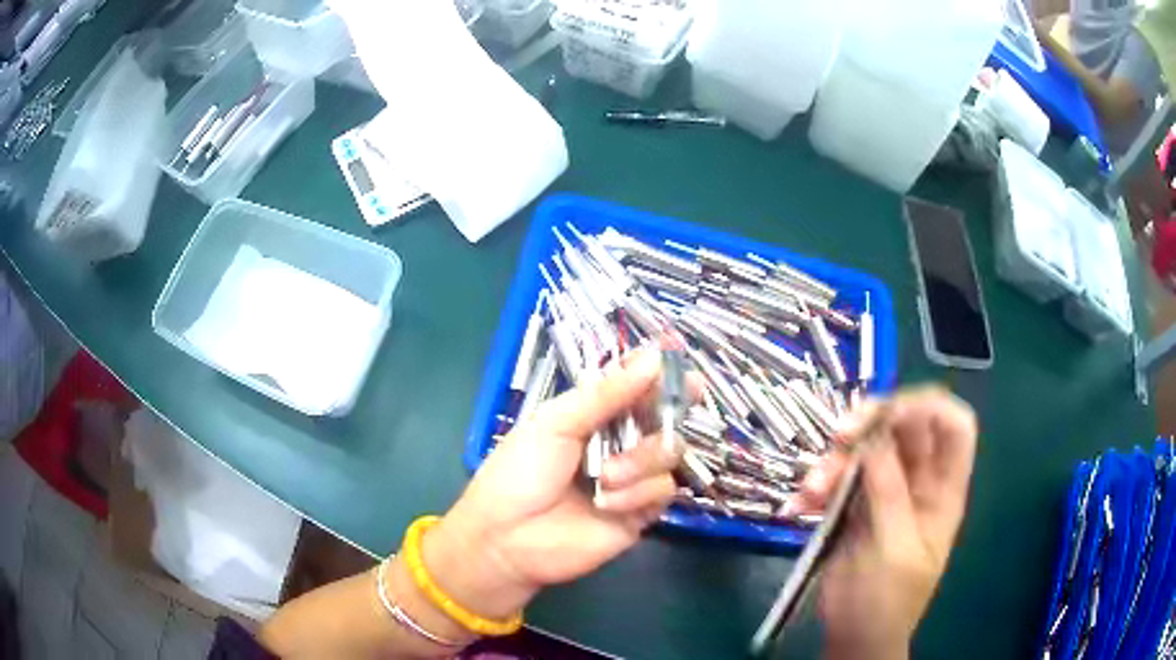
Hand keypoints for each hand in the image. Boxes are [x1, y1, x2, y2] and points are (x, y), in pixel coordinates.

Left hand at [425, 348, 691, 620]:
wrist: (509, 538)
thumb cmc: (521, 472)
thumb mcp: (556, 423)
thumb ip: (605, 394)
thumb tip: (653, 357)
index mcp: (594, 414)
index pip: (636, 386)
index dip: (660, 373)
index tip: (681, 359)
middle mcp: (619, 441)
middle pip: (664, 415)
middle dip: (670, 409)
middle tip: (679, 403)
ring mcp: (633, 477)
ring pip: (670, 451)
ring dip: (642, 460)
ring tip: (606, 476)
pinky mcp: (642, 511)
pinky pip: (664, 489)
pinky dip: (638, 493)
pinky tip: (607, 503)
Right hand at [792, 386, 977, 659]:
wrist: (855, 637)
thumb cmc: (888, 601)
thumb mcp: (895, 550)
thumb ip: (889, 494)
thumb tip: (875, 440)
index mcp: (943, 490)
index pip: (954, 427)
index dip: (929, 408)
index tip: (891, 414)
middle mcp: (918, 482)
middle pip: (905, 427)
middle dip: (872, 423)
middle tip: (840, 434)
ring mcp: (884, 492)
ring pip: (865, 451)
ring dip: (836, 461)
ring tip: (812, 489)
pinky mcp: (853, 507)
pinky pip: (837, 480)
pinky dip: (816, 488)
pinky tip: (798, 507)